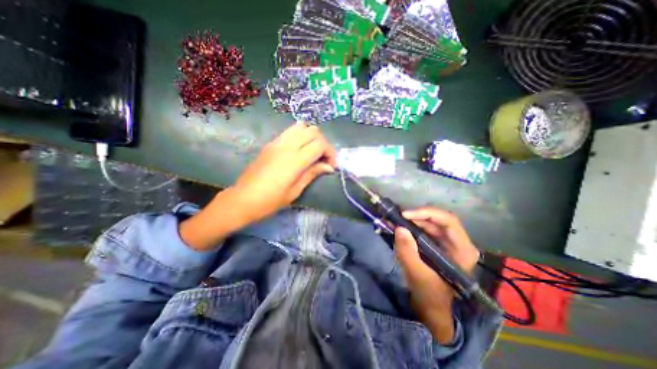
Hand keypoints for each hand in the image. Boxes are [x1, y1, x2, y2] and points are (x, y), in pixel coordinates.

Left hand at [232, 123, 338, 223]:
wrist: (242, 199)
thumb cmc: (270, 201)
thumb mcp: (295, 191)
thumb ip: (312, 173)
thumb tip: (329, 167)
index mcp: (294, 160)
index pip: (319, 144)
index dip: (330, 152)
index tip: (332, 165)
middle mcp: (286, 146)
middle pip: (313, 131)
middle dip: (323, 143)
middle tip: (324, 158)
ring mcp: (277, 142)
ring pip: (301, 126)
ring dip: (311, 136)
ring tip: (313, 151)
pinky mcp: (271, 143)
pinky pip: (290, 131)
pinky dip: (300, 136)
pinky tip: (300, 150)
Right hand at [392, 208, 481, 343]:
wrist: (430, 307)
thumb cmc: (429, 295)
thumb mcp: (417, 275)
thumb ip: (408, 252)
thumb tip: (399, 228)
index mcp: (462, 250)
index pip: (448, 221)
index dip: (426, 213)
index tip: (405, 215)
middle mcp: (457, 242)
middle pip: (437, 219)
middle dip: (415, 216)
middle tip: (395, 217)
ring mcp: (446, 242)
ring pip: (428, 222)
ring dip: (410, 220)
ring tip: (393, 220)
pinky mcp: (435, 243)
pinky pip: (422, 229)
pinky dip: (409, 226)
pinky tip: (397, 226)